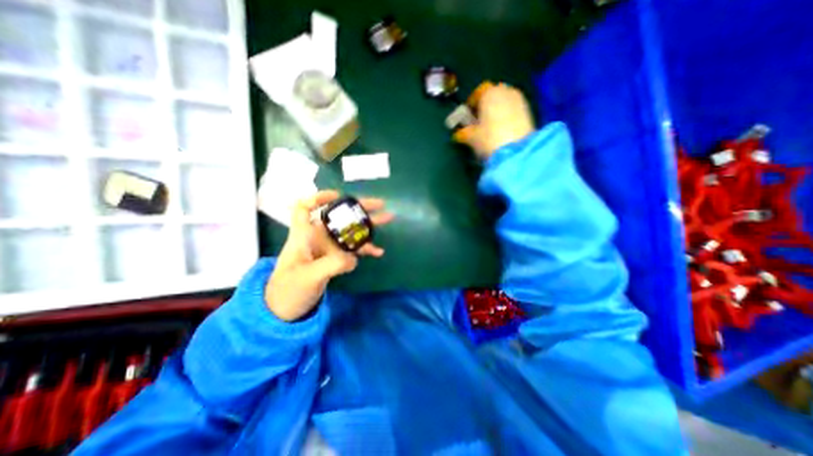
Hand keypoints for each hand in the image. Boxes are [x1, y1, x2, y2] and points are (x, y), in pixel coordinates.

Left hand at [266, 189, 395, 320]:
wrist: (286, 309)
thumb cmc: (288, 290)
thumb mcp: (308, 277)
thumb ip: (332, 265)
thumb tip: (353, 258)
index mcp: (304, 235)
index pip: (304, 208)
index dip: (318, 198)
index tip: (338, 197)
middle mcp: (318, 237)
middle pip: (338, 216)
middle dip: (358, 209)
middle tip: (380, 204)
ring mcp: (328, 248)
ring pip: (350, 231)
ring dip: (368, 226)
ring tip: (387, 219)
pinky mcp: (335, 259)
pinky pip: (353, 250)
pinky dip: (365, 249)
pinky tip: (378, 251)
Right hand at [455, 81, 538, 159]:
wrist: (516, 151)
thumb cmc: (489, 138)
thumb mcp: (471, 137)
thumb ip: (463, 133)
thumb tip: (458, 134)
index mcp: (490, 93)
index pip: (478, 91)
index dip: (471, 103)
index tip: (467, 115)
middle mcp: (506, 91)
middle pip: (493, 94)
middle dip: (486, 106)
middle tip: (479, 121)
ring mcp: (520, 100)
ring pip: (505, 102)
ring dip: (497, 111)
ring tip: (491, 128)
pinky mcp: (529, 113)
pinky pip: (514, 110)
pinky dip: (507, 117)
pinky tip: (502, 131)